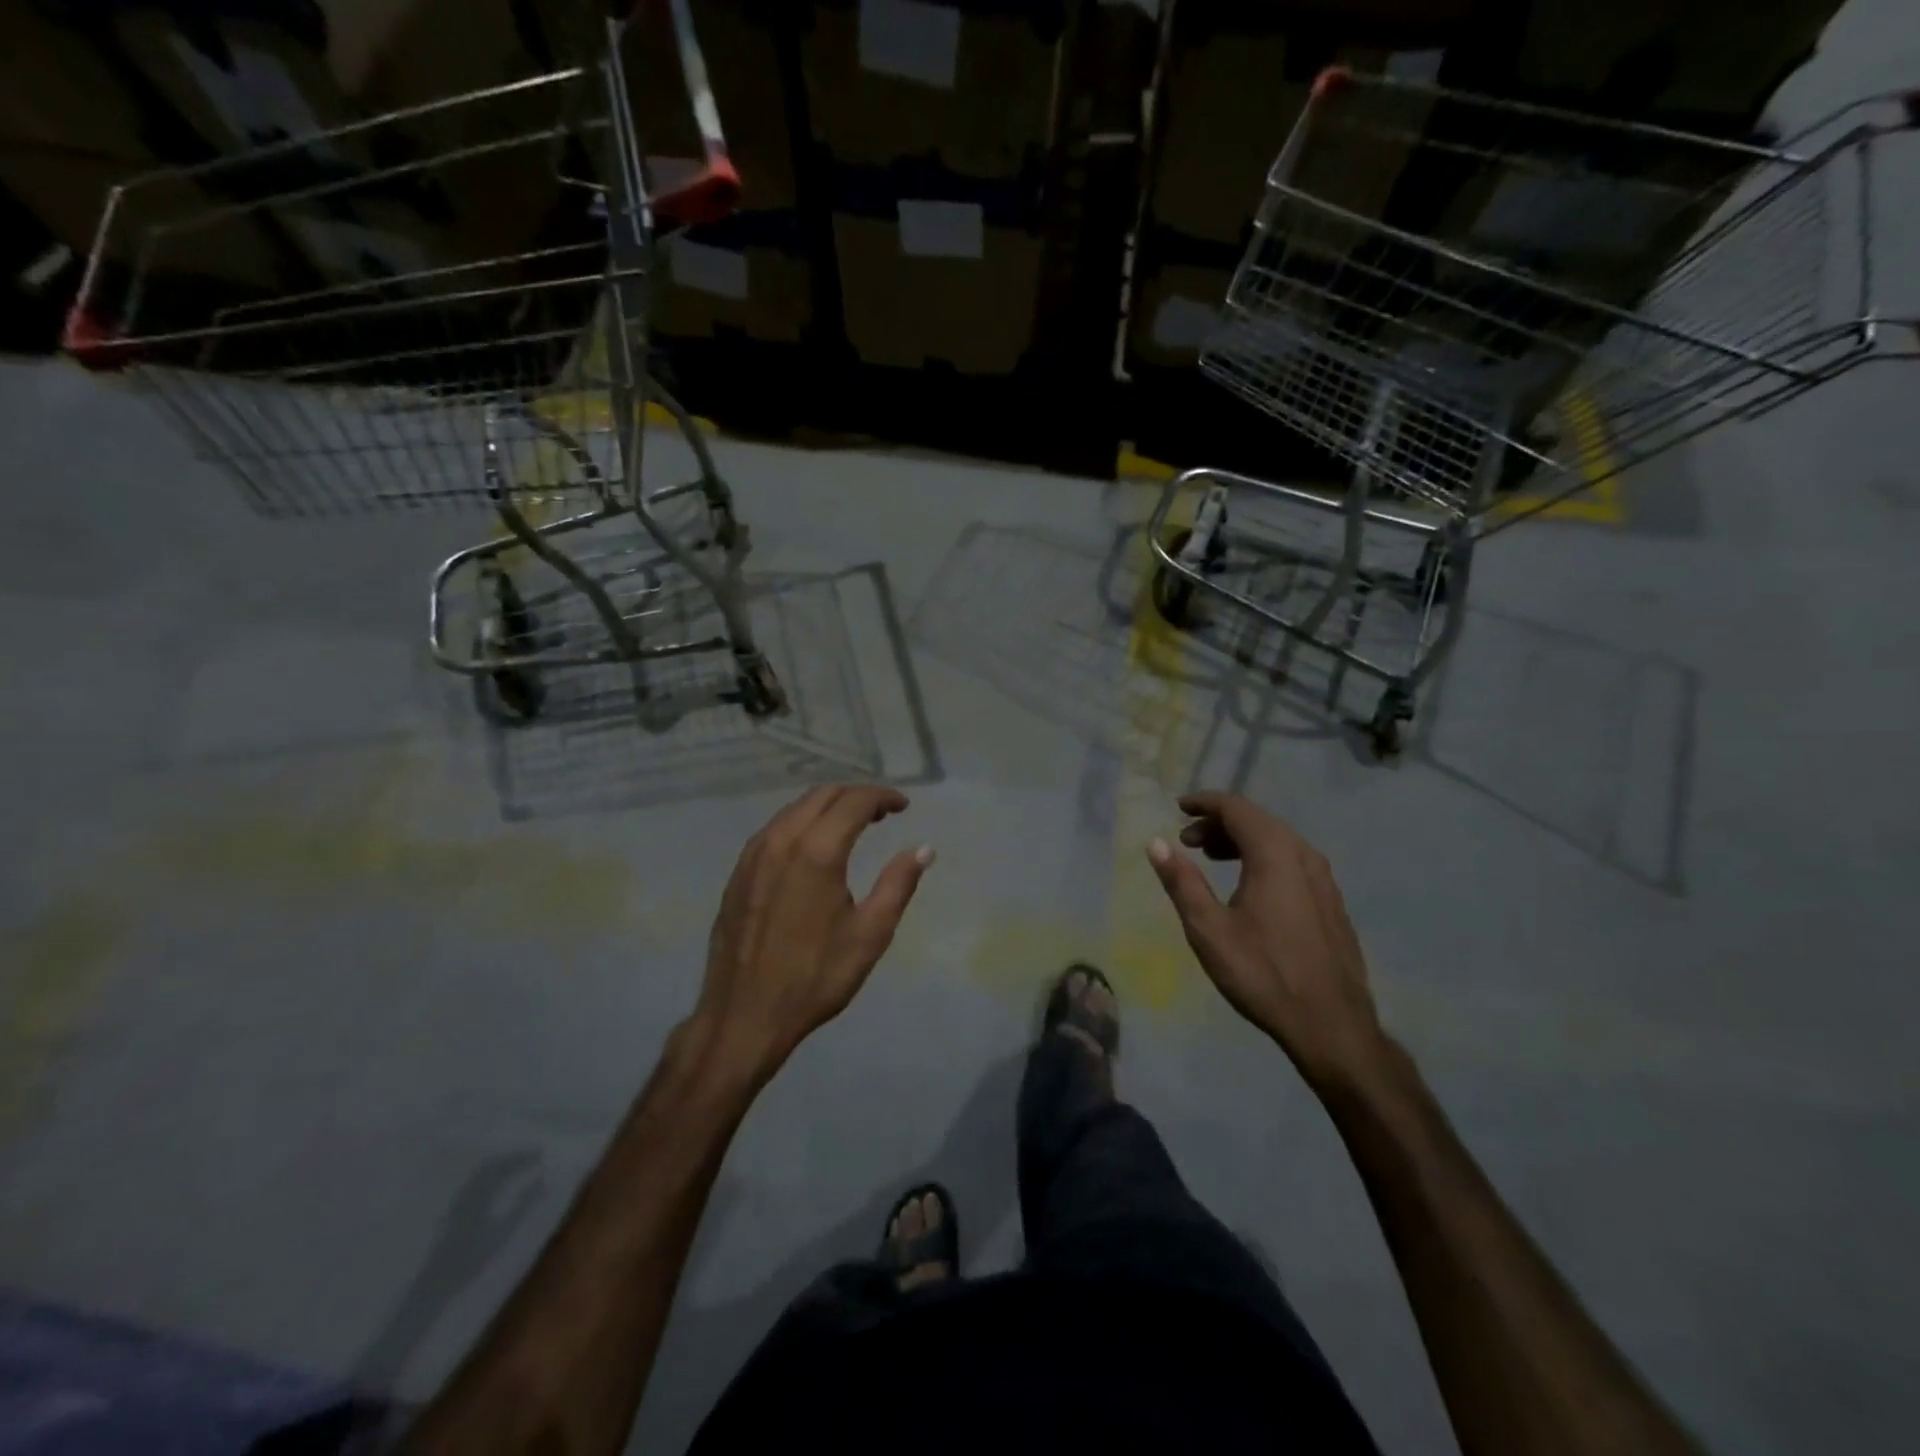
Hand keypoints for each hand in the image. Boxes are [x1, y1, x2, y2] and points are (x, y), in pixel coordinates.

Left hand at [691, 785, 932, 1081]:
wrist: (744, 1015)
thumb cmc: (815, 977)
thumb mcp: (870, 934)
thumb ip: (898, 884)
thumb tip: (923, 849)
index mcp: (817, 851)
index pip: (854, 801)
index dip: (883, 797)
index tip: (903, 806)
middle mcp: (781, 840)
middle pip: (822, 795)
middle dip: (856, 796)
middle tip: (882, 814)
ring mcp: (753, 854)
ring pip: (795, 809)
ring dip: (827, 807)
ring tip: (852, 826)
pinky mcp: (738, 872)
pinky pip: (775, 829)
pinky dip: (801, 823)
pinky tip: (813, 847)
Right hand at [1147, 792, 1384, 1088]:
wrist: (1332, 1026)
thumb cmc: (1263, 974)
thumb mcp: (1209, 929)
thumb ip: (1181, 881)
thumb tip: (1156, 843)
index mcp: (1275, 855)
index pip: (1236, 808)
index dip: (1205, 803)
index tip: (1179, 808)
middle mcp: (1304, 856)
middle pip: (1258, 820)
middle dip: (1219, 823)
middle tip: (1187, 841)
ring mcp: (1324, 879)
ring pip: (1278, 840)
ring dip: (1241, 840)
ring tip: (1211, 859)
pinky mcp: (1331, 901)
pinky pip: (1292, 860)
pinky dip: (1263, 857)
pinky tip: (1248, 885)